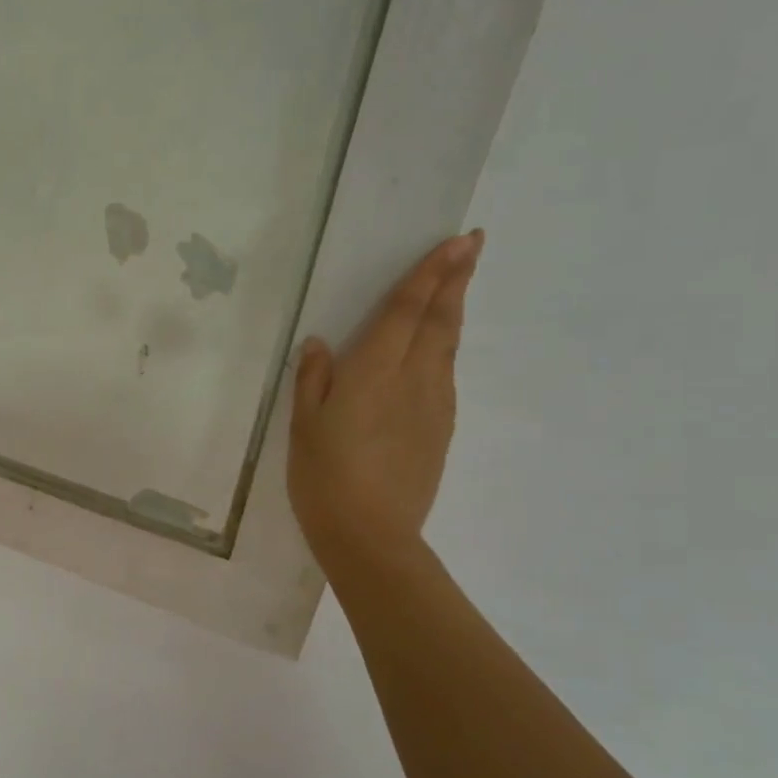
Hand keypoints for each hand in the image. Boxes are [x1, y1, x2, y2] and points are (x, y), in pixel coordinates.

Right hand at [288, 230, 482, 570]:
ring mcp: (434, 405)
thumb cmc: (324, 477)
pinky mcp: (441, 430)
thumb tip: (320, 343)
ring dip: (454, 312)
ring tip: (458, 288)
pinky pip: (446, 376)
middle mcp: (413, 379)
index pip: (408, 310)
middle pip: (441, 320)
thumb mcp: (304, 425)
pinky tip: (439, 351)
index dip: (432, 273)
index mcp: (374, 371)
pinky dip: (446, 350)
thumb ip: (313, 379)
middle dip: (457, 279)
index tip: (458, 242)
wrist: (370, 535)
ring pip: (449, 347)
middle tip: (474, 245)